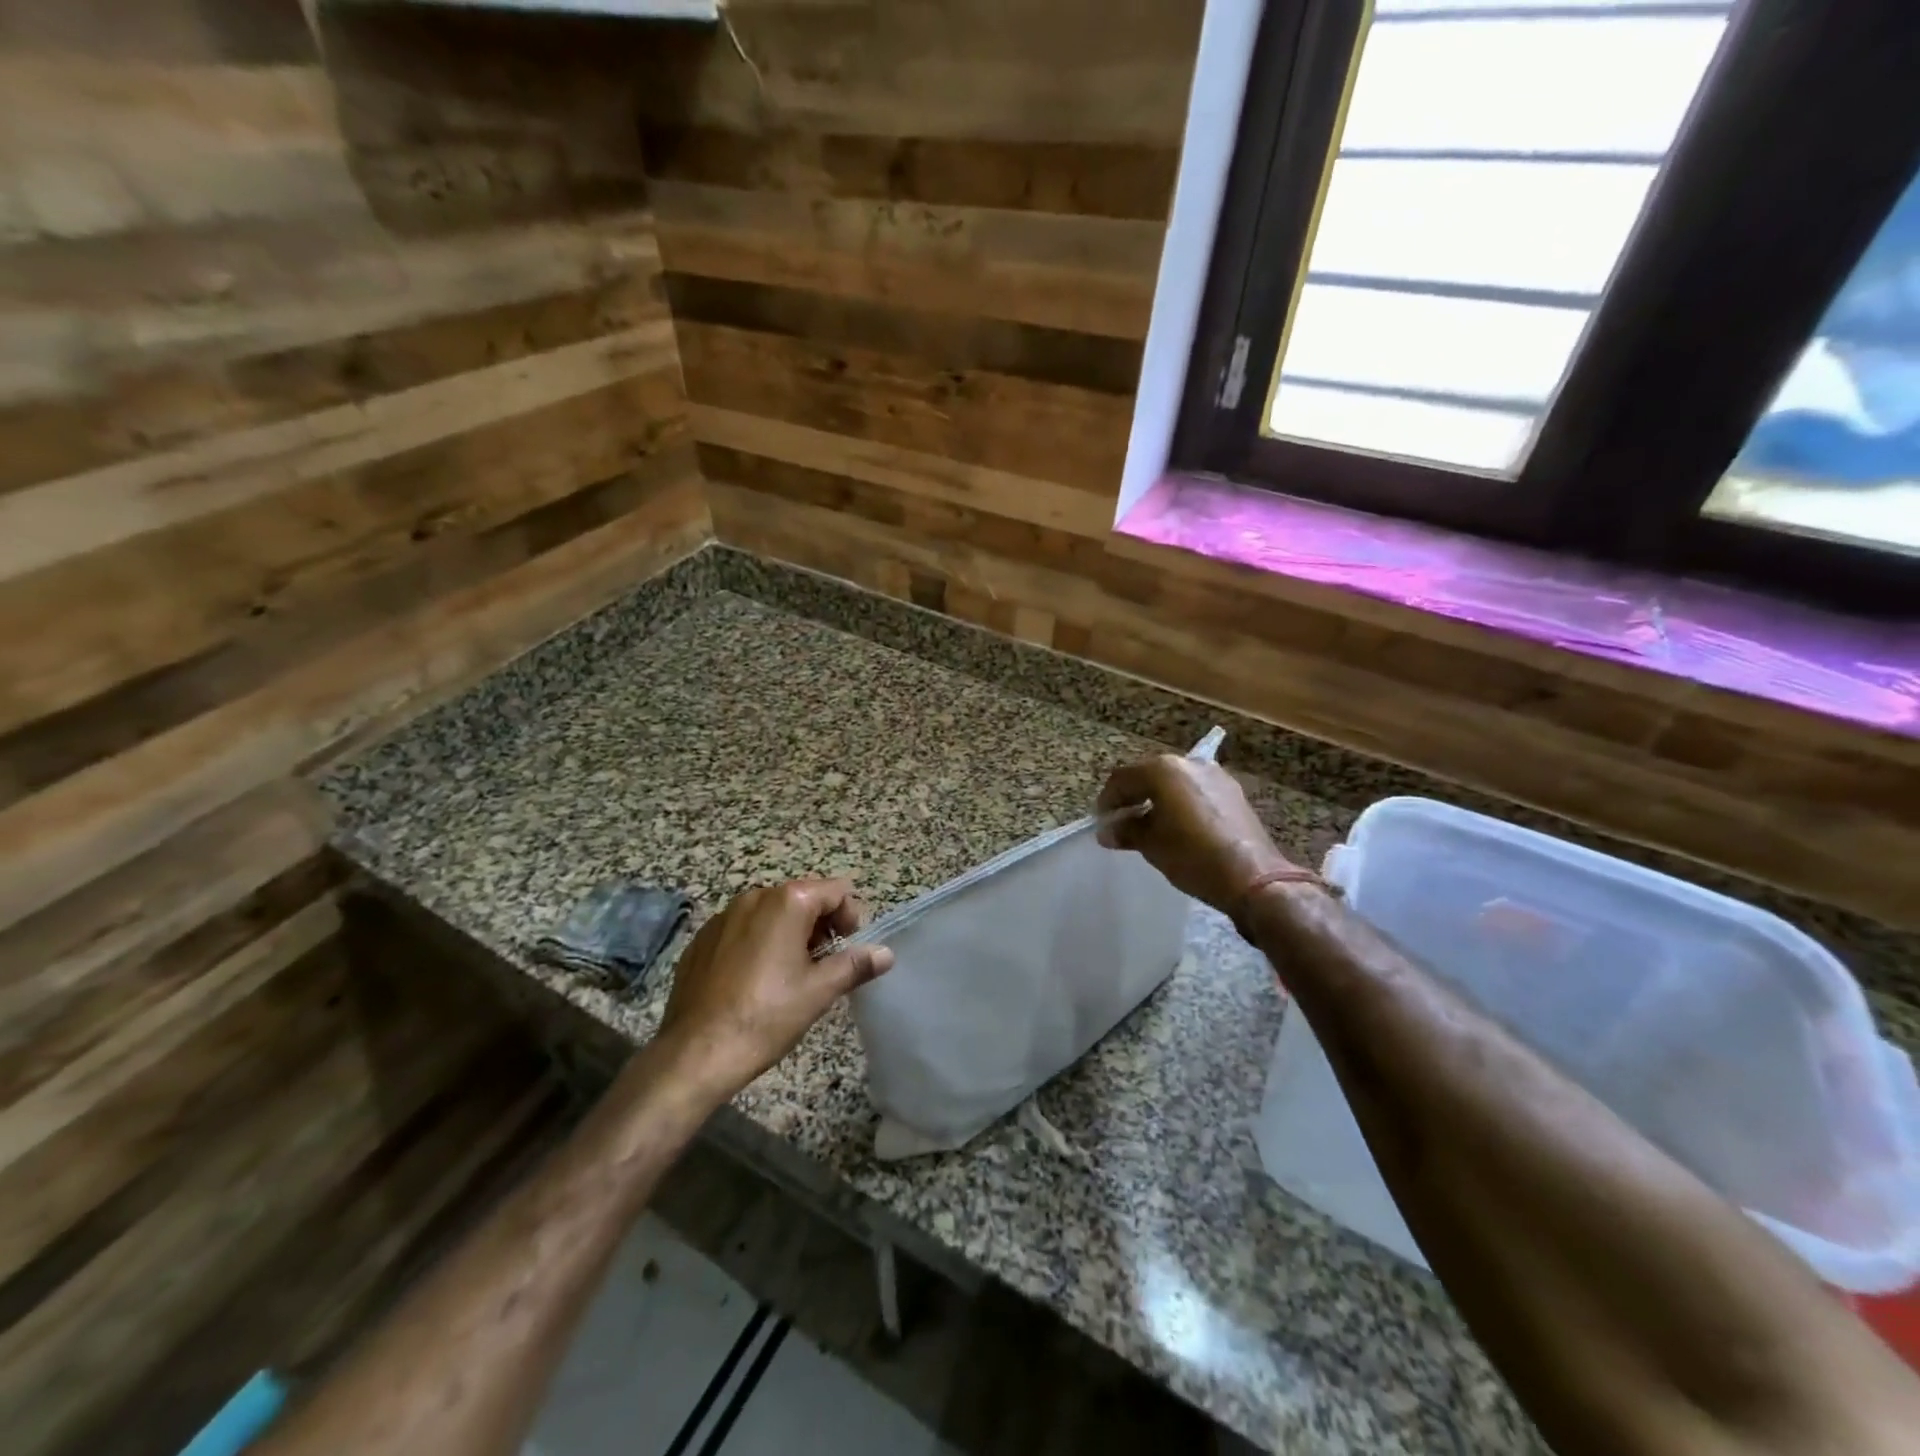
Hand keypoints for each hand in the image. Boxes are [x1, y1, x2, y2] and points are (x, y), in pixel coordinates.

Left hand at [654, 878, 893, 1100]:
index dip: (851, 918)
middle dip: (821, 927)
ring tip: (791, 977)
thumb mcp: (819, 992)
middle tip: (824, 966)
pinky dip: (758, 945)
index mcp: (786, 902)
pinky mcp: (702, 939)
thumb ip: (855, 965)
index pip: (836, 891)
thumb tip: (886, 953)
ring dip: (790, 935)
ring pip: (772, 914)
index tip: (849, 951)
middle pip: (803, 899)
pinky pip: (743, 930)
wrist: (694, 1054)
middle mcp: (754, 897)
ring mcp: (723, 916)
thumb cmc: (765, 1017)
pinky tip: (755, 983)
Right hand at [1096, 755, 1297, 913]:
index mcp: (1164, 770)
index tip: (1101, 822)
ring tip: (1149, 826)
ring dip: (1157, 800)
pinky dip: (1180, 804)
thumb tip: (1108, 831)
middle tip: (1122, 822)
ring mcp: (1215, 776)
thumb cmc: (1192, 856)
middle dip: (1133, 797)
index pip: (1123, 779)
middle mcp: (1190, 764)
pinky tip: (1178, 828)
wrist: (1253, 878)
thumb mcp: (1151, 845)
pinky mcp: (1233, 793)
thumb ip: (1126, 831)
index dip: (1107, 800)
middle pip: (1149, 775)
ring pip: (1174, 783)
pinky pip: (1195, 792)